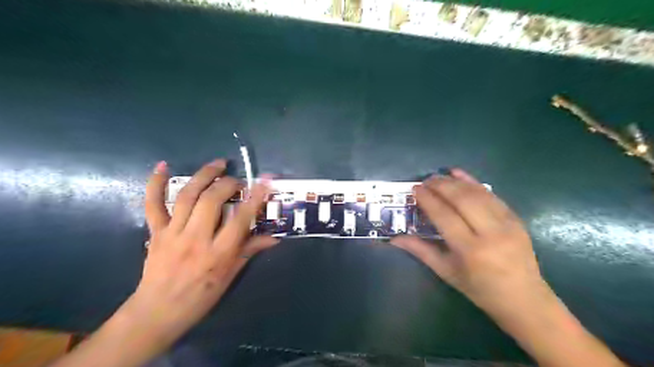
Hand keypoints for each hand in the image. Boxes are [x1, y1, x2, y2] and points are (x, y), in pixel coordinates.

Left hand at [124, 159, 276, 347]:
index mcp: (218, 253)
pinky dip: (155, 183)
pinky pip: (152, 204)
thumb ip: (250, 251)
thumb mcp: (230, 276)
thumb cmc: (200, 297)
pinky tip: (162, 166)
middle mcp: (196, 239)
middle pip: (212, 201)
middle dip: (228, 184)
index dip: (255, 197)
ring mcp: (173, 233)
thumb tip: (273, 238)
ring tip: (218, 164)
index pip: (240, 219)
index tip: (265, 181)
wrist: (157, 312)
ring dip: (203, 176)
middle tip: (238, 180)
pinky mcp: (156, 232)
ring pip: (187, 197)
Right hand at [393, 168, 547, 317]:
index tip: (415, 189)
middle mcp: (490, 233)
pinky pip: (492, 195)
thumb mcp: (446, 272)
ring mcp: (507, 224)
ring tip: (438, 176)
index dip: (428, 200)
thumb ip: (420, 251)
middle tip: (425, 180)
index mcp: (470, 250)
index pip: (444, 216)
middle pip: (462, 199)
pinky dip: (474, 182)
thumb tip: (394, 238)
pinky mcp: (516, 219)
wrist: (524, 299)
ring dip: (455, 181)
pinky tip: (460, 174)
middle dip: (441, 185)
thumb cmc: (479, 289)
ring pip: (477, 193)